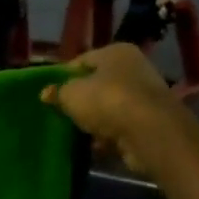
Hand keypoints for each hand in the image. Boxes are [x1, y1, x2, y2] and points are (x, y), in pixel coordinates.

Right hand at [40, 43, 186, 175]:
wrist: (150, 132)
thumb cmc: (106, 101)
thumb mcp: (71, 94)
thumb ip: (58, 92)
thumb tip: (47, 93)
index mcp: (116, 52)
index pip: (82, 60)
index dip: (64, 77)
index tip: (51, 94)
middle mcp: (134, 68)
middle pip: (98, 84)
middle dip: (81, 101)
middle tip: (63, 114)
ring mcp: (145, 96)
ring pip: (110, 107)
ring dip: (95, 121)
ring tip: (78, 132)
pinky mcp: (151, 121)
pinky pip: (122, 126)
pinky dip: (110, 135)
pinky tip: (97, 145)